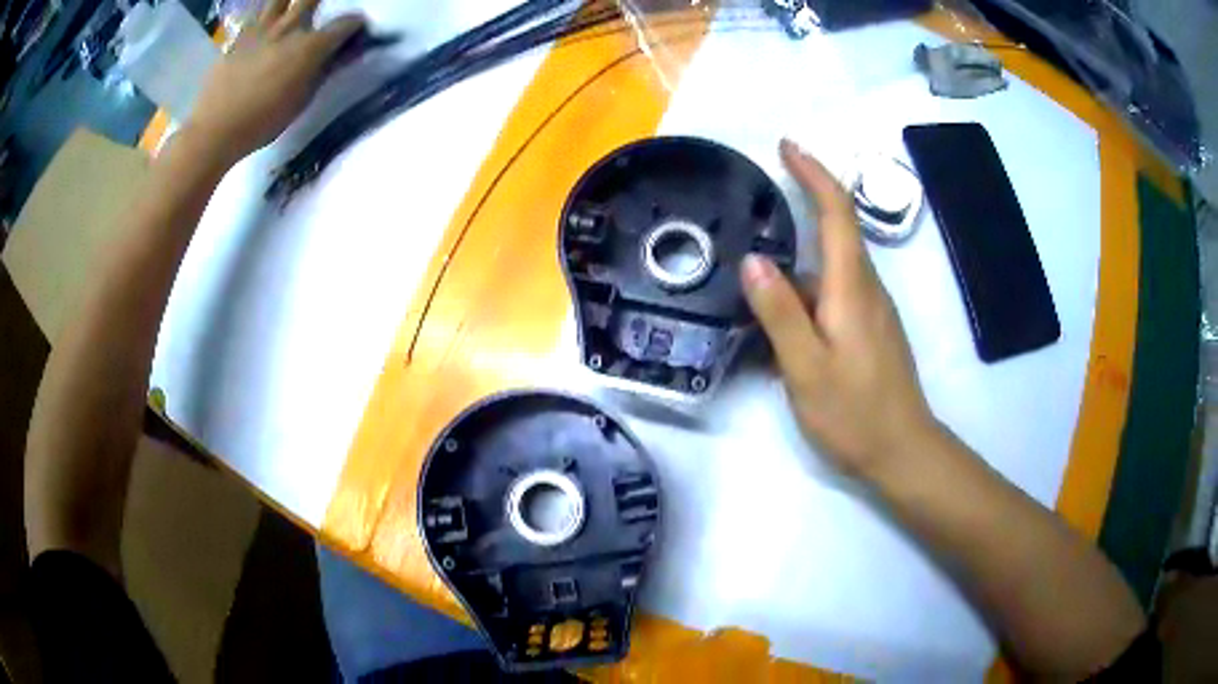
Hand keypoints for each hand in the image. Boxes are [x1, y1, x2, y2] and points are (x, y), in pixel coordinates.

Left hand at [185, 0, 363, 164]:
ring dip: (290, 2)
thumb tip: (346, 53)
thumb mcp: (302, 100)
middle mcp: (289, 28)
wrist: (215, 130)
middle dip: (321, 2)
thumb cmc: (262, 122)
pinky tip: (265, 25)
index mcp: (310, 46)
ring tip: (292, 11)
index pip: (345, 24)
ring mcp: (261, 29)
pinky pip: (256, 15)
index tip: (356, 31)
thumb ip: (325, 71)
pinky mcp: (238, 37)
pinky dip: (264, 15)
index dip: (355, 25)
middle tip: (322, 12)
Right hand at [742, 139, 935, 478]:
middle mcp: (866, 288)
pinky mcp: (869, 330)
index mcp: (852, 287)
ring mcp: (870, 310)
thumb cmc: (855, 413)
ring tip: (753, 280)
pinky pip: (833, 296)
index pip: (836, 212)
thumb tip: (753, 260)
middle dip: (802, 204)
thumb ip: (781, 313)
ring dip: (796, 262)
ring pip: (830, 269)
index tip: (786, 146)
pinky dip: (804, 294)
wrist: (902, 450)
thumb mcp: (807, 368)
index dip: (813, 173)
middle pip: (835, 231)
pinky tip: (779, 324)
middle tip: (753, 205)